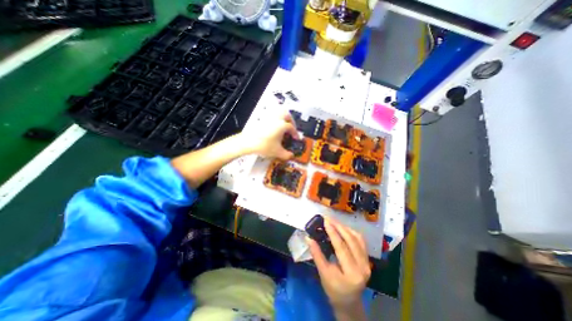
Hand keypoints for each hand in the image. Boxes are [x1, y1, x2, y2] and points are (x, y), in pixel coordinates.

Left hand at [239, 110, 298, 158]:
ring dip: (282, 117)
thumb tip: (291, 155)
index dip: (295, 133)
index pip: (291, 128)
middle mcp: (276, 119)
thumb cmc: (264, 146)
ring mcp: (268, 118)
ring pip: (278, 112)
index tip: (296, 138)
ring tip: (283, 125)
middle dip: (291, 121)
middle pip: (286, 114)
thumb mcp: (277, 152)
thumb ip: (286, 155)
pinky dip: (274, 119)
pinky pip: (270, 115)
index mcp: (282, 125)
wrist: (248, 142)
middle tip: (291, 128)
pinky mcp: (261, 119)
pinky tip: (273, 126)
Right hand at [308, 217, 370, 311]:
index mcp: (352, 274)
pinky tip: (343, 228)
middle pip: (351, 240)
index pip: (341, 248)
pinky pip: (361, 241)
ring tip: (334, 222)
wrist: (349, 301)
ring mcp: (367, 262)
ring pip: (357, 238)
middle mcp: (363, 266)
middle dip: (339, 227)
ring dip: (345, 228)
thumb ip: (316, 254)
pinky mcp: (367, 259)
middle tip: (328, 219)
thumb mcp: (323, 273)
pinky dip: (351, 232)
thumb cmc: (333, 289)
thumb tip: (308, 238)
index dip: (333, 233)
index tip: (325, 221)